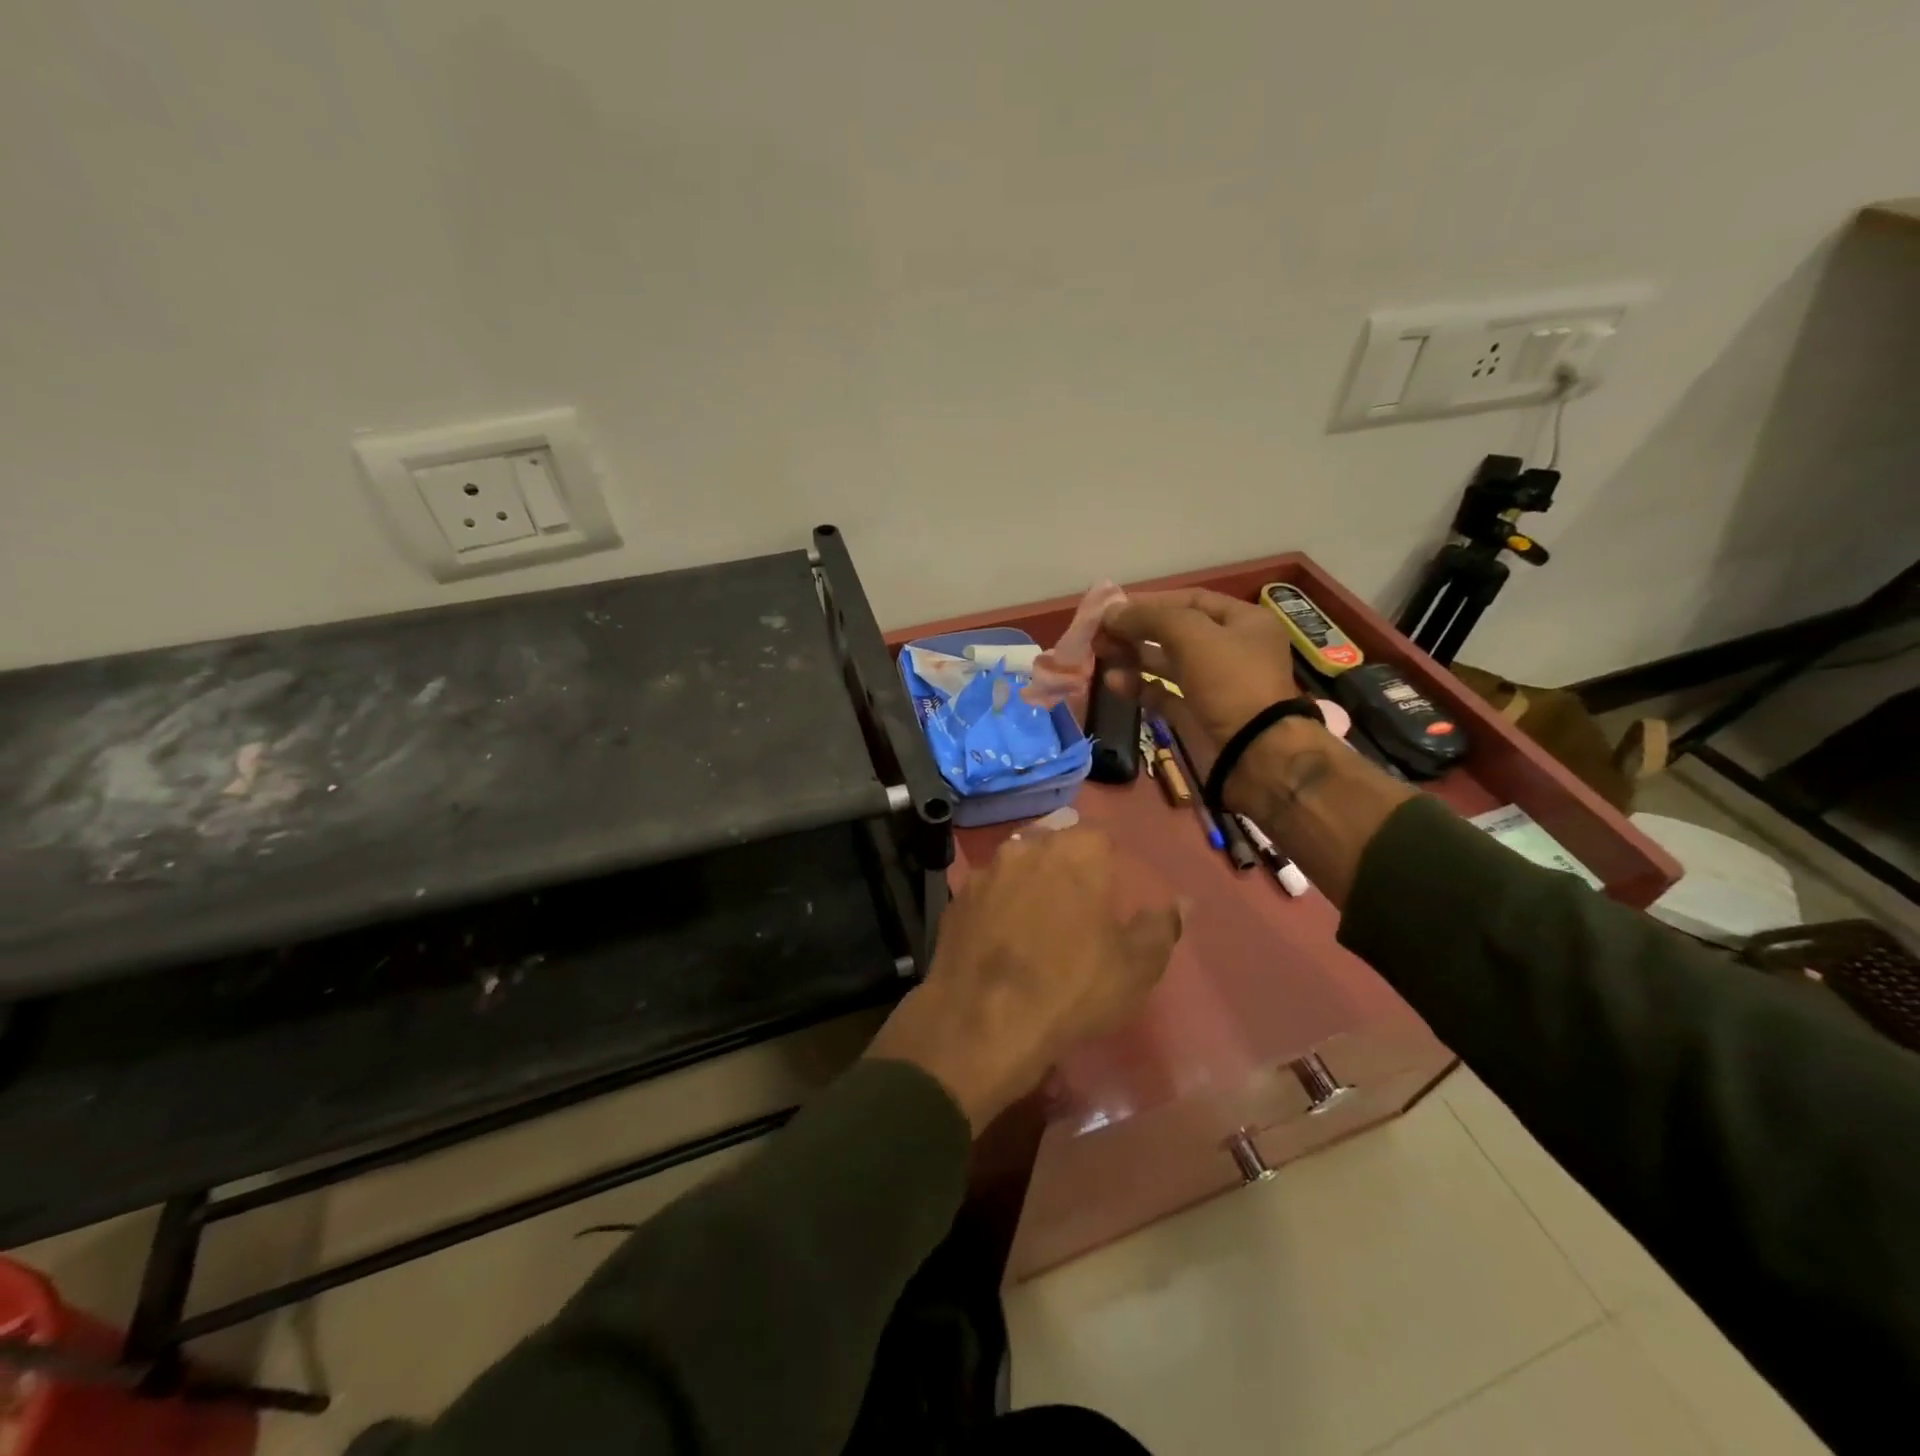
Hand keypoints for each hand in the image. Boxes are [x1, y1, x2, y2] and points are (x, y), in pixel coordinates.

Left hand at [866, 829, 1182, 1131]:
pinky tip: (1001, 939)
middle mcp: (1028, 847)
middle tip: (1077, 905)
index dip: (1108, 861)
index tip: (1110, 890)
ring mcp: (986, 871)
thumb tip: (1182, 902)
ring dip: (1029, 882)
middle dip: (1066, 865)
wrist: (983, 1021)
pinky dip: (997, 906)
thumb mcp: (1136, 966)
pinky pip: (987, 893)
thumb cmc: (1072, 988)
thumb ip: (1161, 926)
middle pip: (1053, 842)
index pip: (1099, 835)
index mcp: (1077, 851)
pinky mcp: (956, 899)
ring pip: (1016, 865)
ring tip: (1036, 921)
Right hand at [1094, 588, 1299, 747]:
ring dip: (1133, 656)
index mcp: (1243, 622)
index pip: (1191, 600)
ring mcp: (1213, 685)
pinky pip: (1163, 694)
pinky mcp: (1197, 715)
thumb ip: (1149, 617)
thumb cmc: (1230, 682)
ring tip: (1101, 653)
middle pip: (1175, 632)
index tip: (1114, 607)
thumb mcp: (1192, 635)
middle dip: (1137, 629)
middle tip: (1101, 632)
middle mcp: (1230, 649)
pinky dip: (1139, 686)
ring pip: (1166, 663)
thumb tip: (1110, 612)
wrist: (1254, 753)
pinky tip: (1113, 682)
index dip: (1152, 601)